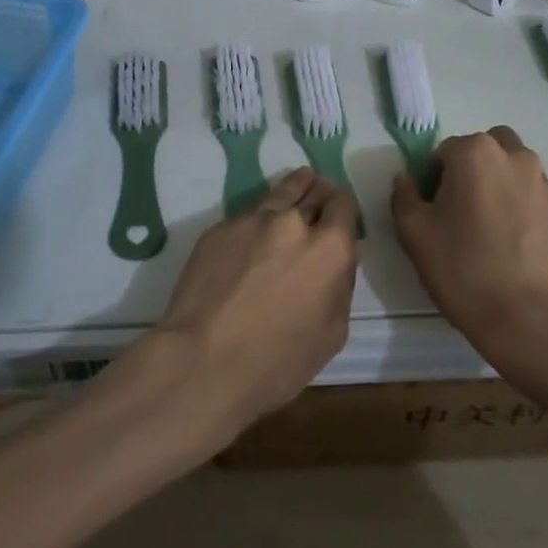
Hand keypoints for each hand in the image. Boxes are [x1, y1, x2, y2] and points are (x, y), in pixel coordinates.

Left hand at [153, 168, 358, 434]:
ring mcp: (252, 220)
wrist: (203, 360)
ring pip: (279, 193)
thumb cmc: (277, 362)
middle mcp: (293, 222)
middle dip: (319, 193)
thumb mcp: (331, 334)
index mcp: (329, 248)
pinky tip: (251, 238)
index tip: (339, 216)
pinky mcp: (219, 228)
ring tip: (295, 186)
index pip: (343, 204)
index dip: (343, 208)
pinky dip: (256, 222)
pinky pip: (246, 217)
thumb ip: (340, 286)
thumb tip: (338, 262)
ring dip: (292, 190)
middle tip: (318, 196)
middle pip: (312, 190)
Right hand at [391, 128, 547, 377]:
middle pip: (481, 149)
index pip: (442, 152)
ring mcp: (540, 179)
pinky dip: (512, 200)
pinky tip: (504, 238)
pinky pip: (526, 189)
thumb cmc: (463, 269)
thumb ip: (404, 196)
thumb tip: (405, 179)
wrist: (528, 316)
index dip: (431, 180)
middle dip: (466, 169)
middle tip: (455, 210)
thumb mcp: (415, 232)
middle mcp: (512, 154)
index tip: (430, 212)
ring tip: (482, 225)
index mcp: (474, 152)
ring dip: (492, 181)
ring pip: (508, 166)